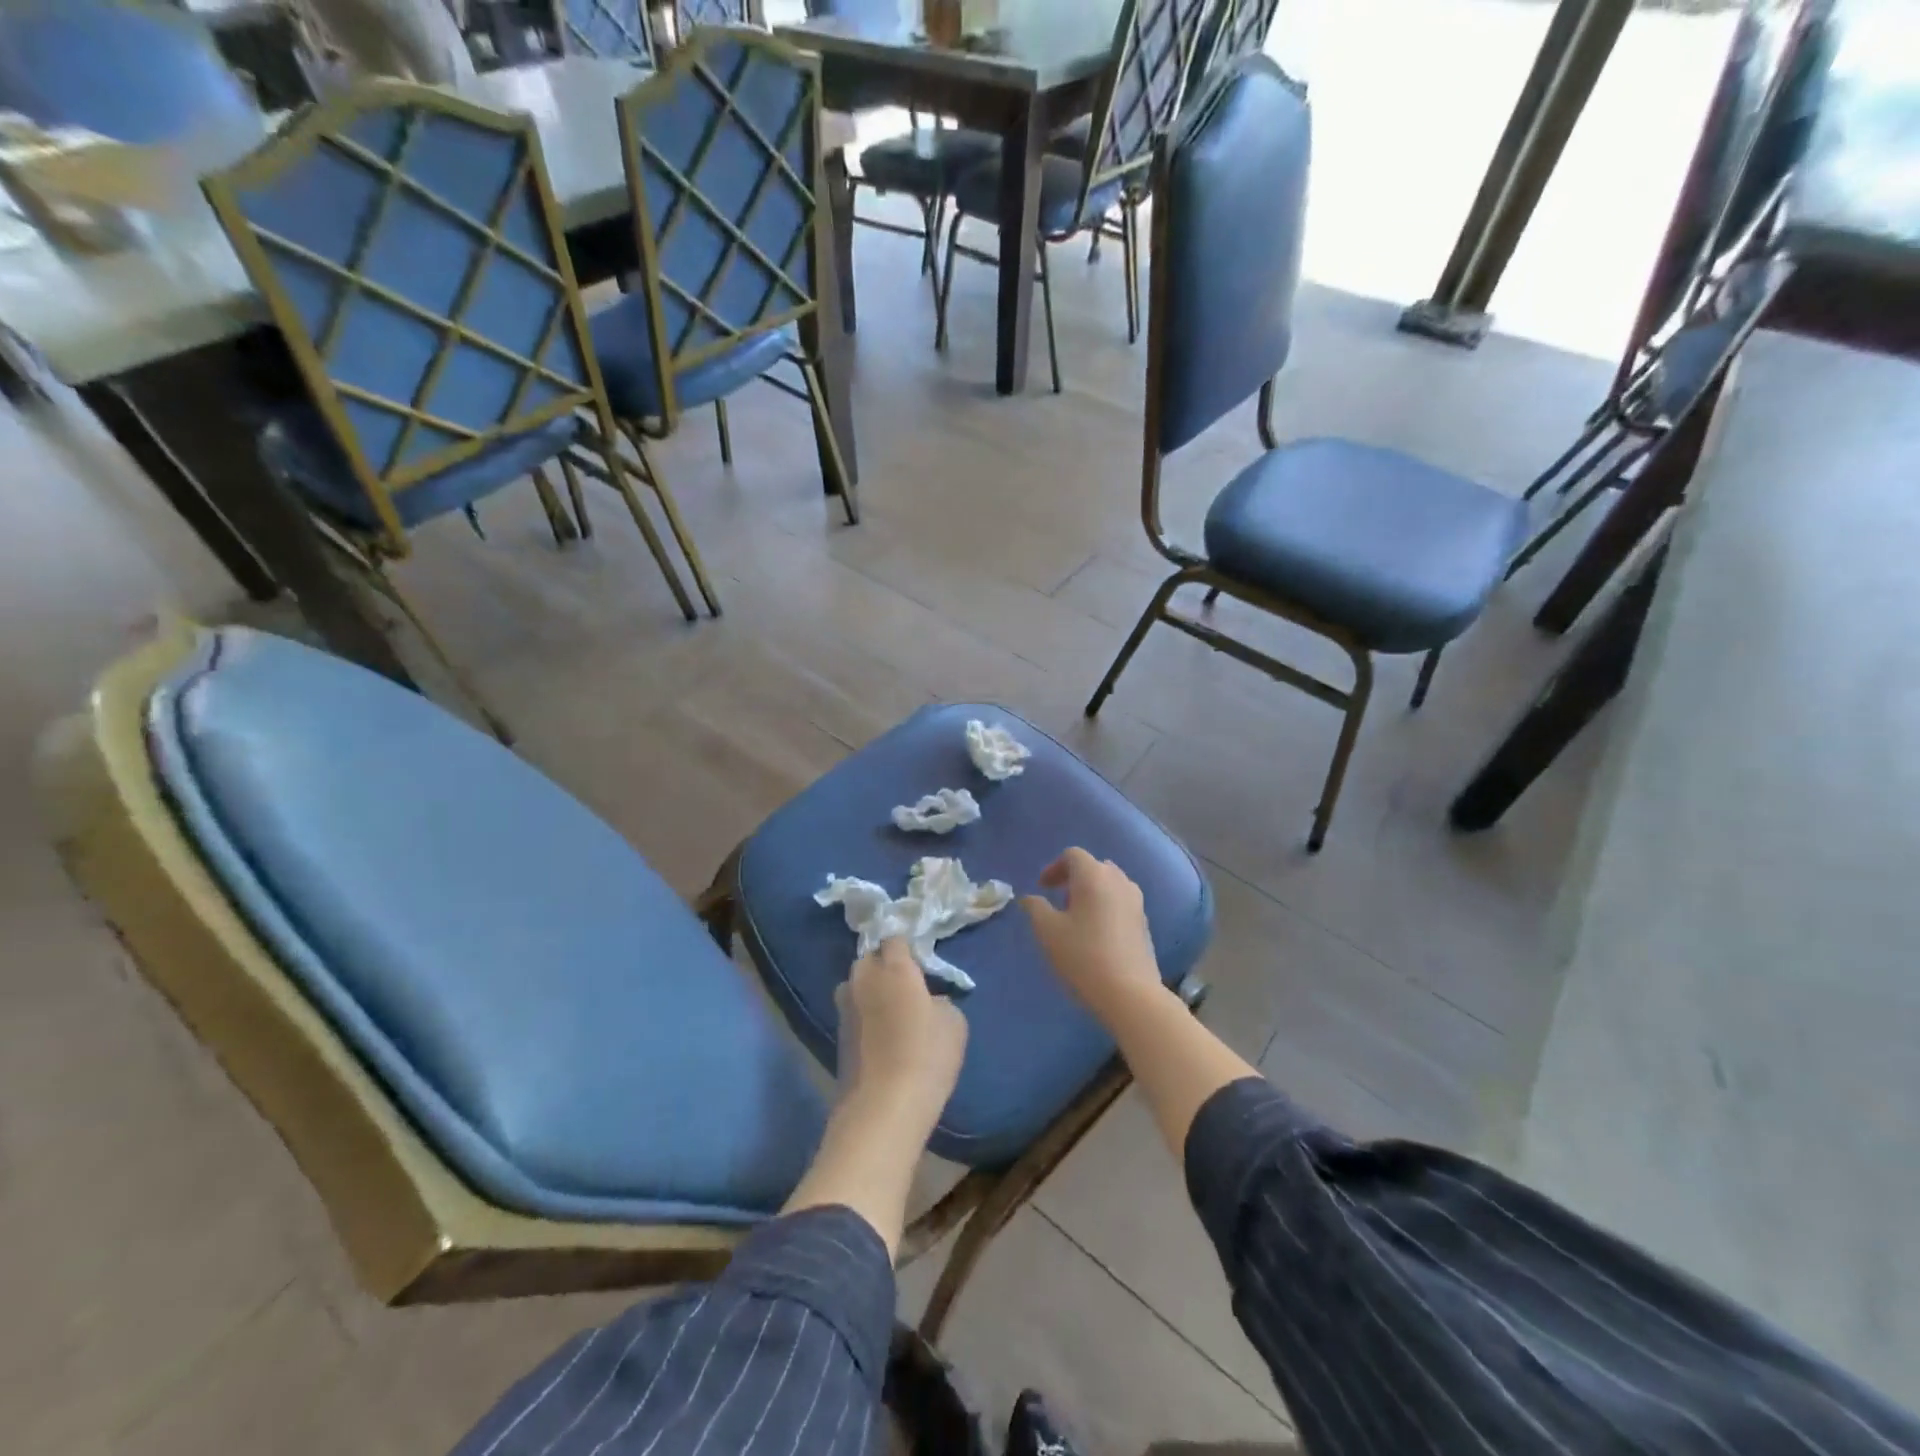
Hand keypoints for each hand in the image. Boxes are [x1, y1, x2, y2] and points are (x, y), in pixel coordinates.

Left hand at [834, 939, 968, 1132]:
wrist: (883, 1106)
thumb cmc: (926, 1056)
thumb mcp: (954, 1022)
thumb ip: (940, 1000)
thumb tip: (928, 1001)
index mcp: (894, 967)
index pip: (895, 939)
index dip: (908, 948)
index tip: (920, 963)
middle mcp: (863, 978)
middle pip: (870, 959)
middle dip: (884, 966)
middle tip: (905, 985)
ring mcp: (845, 1006)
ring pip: (857, 984)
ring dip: (870, 990)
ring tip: (891, 1010)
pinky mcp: (837, 1033)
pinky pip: (853, 1010)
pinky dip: (865, 1015)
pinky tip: (881, 1034)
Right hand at [1022, 849, 1164, 1021]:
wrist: (1130, 994)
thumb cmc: (1083, 956)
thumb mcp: (1048, 932)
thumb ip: (1035, 908)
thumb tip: (1030, 898)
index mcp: (1094, 876)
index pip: (1073, 855)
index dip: (1054, 868)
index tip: (1042, 888)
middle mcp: (1119, 881)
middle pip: (1094, 866)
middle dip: (1073, 878)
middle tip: (1058, 900)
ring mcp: (1136, 901)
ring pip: (1109, 884)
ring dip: (1090, 892)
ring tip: (1076, 917)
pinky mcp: (1144, 922)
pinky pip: (1120, 902)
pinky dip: (1105, 906)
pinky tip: (1096, 934)